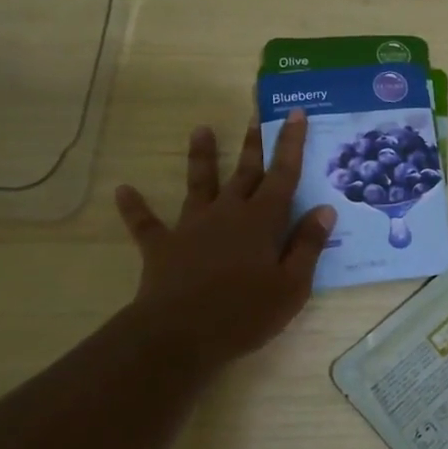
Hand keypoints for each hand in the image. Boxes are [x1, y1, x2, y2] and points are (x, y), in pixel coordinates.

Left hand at [115, 110, 333, 361]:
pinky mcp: (163, 246)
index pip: (283, 174)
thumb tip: (324, 209)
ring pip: (200, 184)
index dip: (291, 143)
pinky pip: (146, 223)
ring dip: (201, 157)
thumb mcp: (292, 286)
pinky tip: (123, 190)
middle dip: (253, 143)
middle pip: (245, 172)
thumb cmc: (244, 313)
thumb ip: (308, 246)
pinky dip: (135, 207)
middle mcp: (228, 213)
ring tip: (200, 129)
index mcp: (262, 221)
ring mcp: (192, 226)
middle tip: (256, 115)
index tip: (295, 113)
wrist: (180, 335)